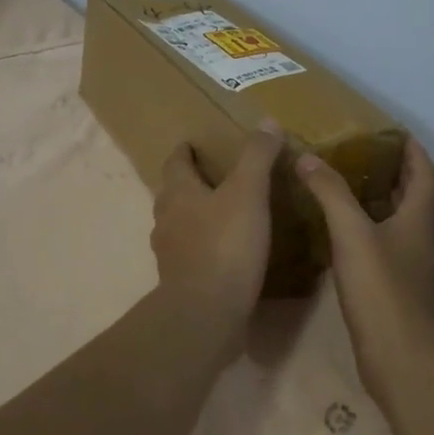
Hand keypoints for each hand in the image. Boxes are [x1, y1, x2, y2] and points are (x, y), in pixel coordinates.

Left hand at [151, 126, 283, 337]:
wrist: (206, 313)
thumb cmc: (225, 245)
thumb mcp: (248, 193)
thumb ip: (257, 157)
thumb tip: (267, 121)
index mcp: (178, 193)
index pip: (175, 162)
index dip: (184, 151)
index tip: (192, 144)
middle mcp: (166, 219)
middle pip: (173, 193)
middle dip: (189, 182)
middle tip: (213, 176)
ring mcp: (169, 253)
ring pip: (179, 224)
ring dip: (195, 215)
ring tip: (221, 213)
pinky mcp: (180, 281)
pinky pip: (190, 254)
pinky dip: (203, 246)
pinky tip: (224, 252)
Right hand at [295, 137, 433, 397]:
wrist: (399, 356)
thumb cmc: (381, 288)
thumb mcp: (351, 232)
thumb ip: (330, 192)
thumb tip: (308, 156)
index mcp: (420, 217)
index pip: (424, 171)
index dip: (412, 149)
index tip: (390, 131)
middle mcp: (422, 236)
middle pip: (416, 194)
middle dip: (395, 170)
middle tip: (361, 152)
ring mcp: (412, 262)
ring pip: (401, 219)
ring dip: (382, 198)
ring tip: (347, 182)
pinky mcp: (397, 284)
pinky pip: (387, 242)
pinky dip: (370, 226)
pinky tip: (342, 229)